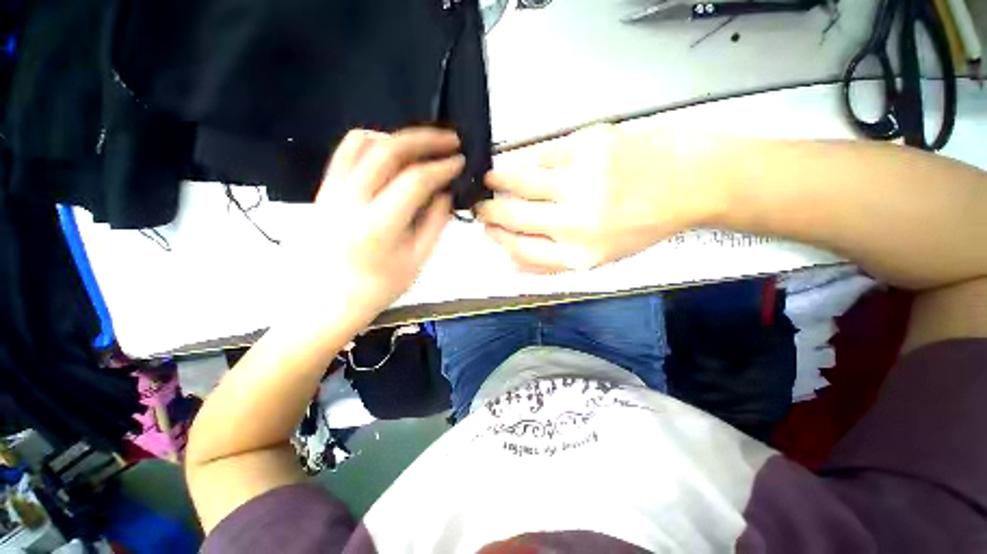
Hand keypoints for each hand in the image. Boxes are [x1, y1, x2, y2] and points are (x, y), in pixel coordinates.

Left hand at [284, 128, 461, 324]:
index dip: (442, 167)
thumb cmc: (378, 287)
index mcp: (378, 225)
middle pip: (389, 152)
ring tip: (423, 144)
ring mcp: (331, 190)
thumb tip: (446, 192)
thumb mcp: (417, 259)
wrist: (327, 300)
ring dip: (398, 138)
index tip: (460, 162)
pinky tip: (391, 151)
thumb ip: (435, 222)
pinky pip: (346, 153)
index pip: (415, 181)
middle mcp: (350, 200)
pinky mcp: (323, 189)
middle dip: (425, 140)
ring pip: (364, 143)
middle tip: (450, 139)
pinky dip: (372, 142)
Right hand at [476, 125, 708, 272]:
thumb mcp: (599, 258)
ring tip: (490, 180)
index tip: (487, 230)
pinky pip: (543, 155)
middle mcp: (576, 221)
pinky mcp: (588, 145)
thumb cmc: (642, 225)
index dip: (498, 239)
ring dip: (498, 181)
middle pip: (513, 216)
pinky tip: (528, 165)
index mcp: (579, 254)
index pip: (520, 249)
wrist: (691, 182)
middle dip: (489, 211)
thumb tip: (511, 263)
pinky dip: (530, 162)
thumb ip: (553, 263)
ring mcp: (581, 180)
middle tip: (480, 205)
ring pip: (520, 180)